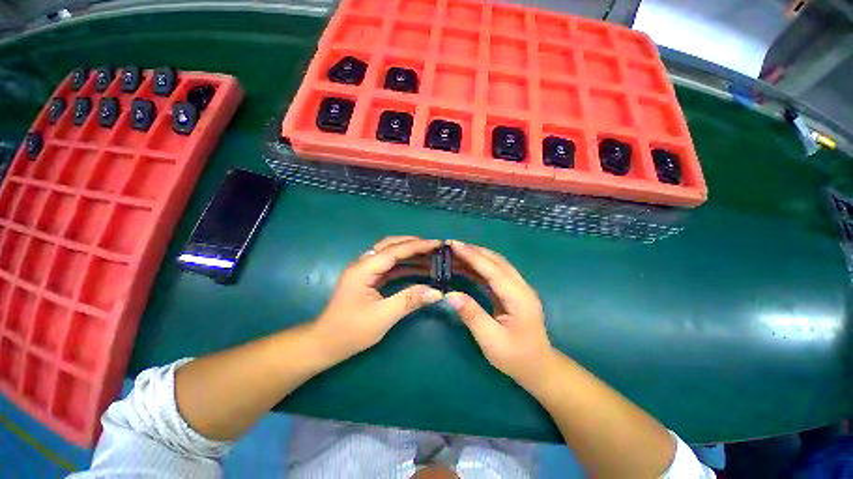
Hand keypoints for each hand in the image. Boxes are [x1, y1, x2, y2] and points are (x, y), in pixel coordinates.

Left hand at [312, 236, 443, 360]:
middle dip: (413, 244)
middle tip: (434, 248)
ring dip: (410, 254)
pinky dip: (405, 265)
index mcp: (364, 269)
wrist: (325, 344)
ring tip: (431, 257)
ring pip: (390, 254)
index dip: (417, 246)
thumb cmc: (350, 331)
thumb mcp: (382, 317)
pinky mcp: (368, 279)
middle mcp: (363, 264)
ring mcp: (365, 271)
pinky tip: (418, 269)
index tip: (437, 244)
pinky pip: (389, 267)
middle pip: (390, 245)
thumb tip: (437, 292)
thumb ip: (409, 301)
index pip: (394, 250)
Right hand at [445, 241, 553, 385]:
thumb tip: (450, 294)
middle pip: (496, 261)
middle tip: (451, 245)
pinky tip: (467, 266)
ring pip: (497, 264)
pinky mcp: (513, 292)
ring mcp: (518, 288)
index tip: (454, 245)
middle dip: (474, 250)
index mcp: (518, 297)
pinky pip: (495, 273)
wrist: (539, 367)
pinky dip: (480, 267)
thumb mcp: (491, 340)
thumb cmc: (516, 357)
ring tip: (456, 253)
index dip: (472, 256)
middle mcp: (521, 287)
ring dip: (477, 256)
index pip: (493, 270)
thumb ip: (472, 314)